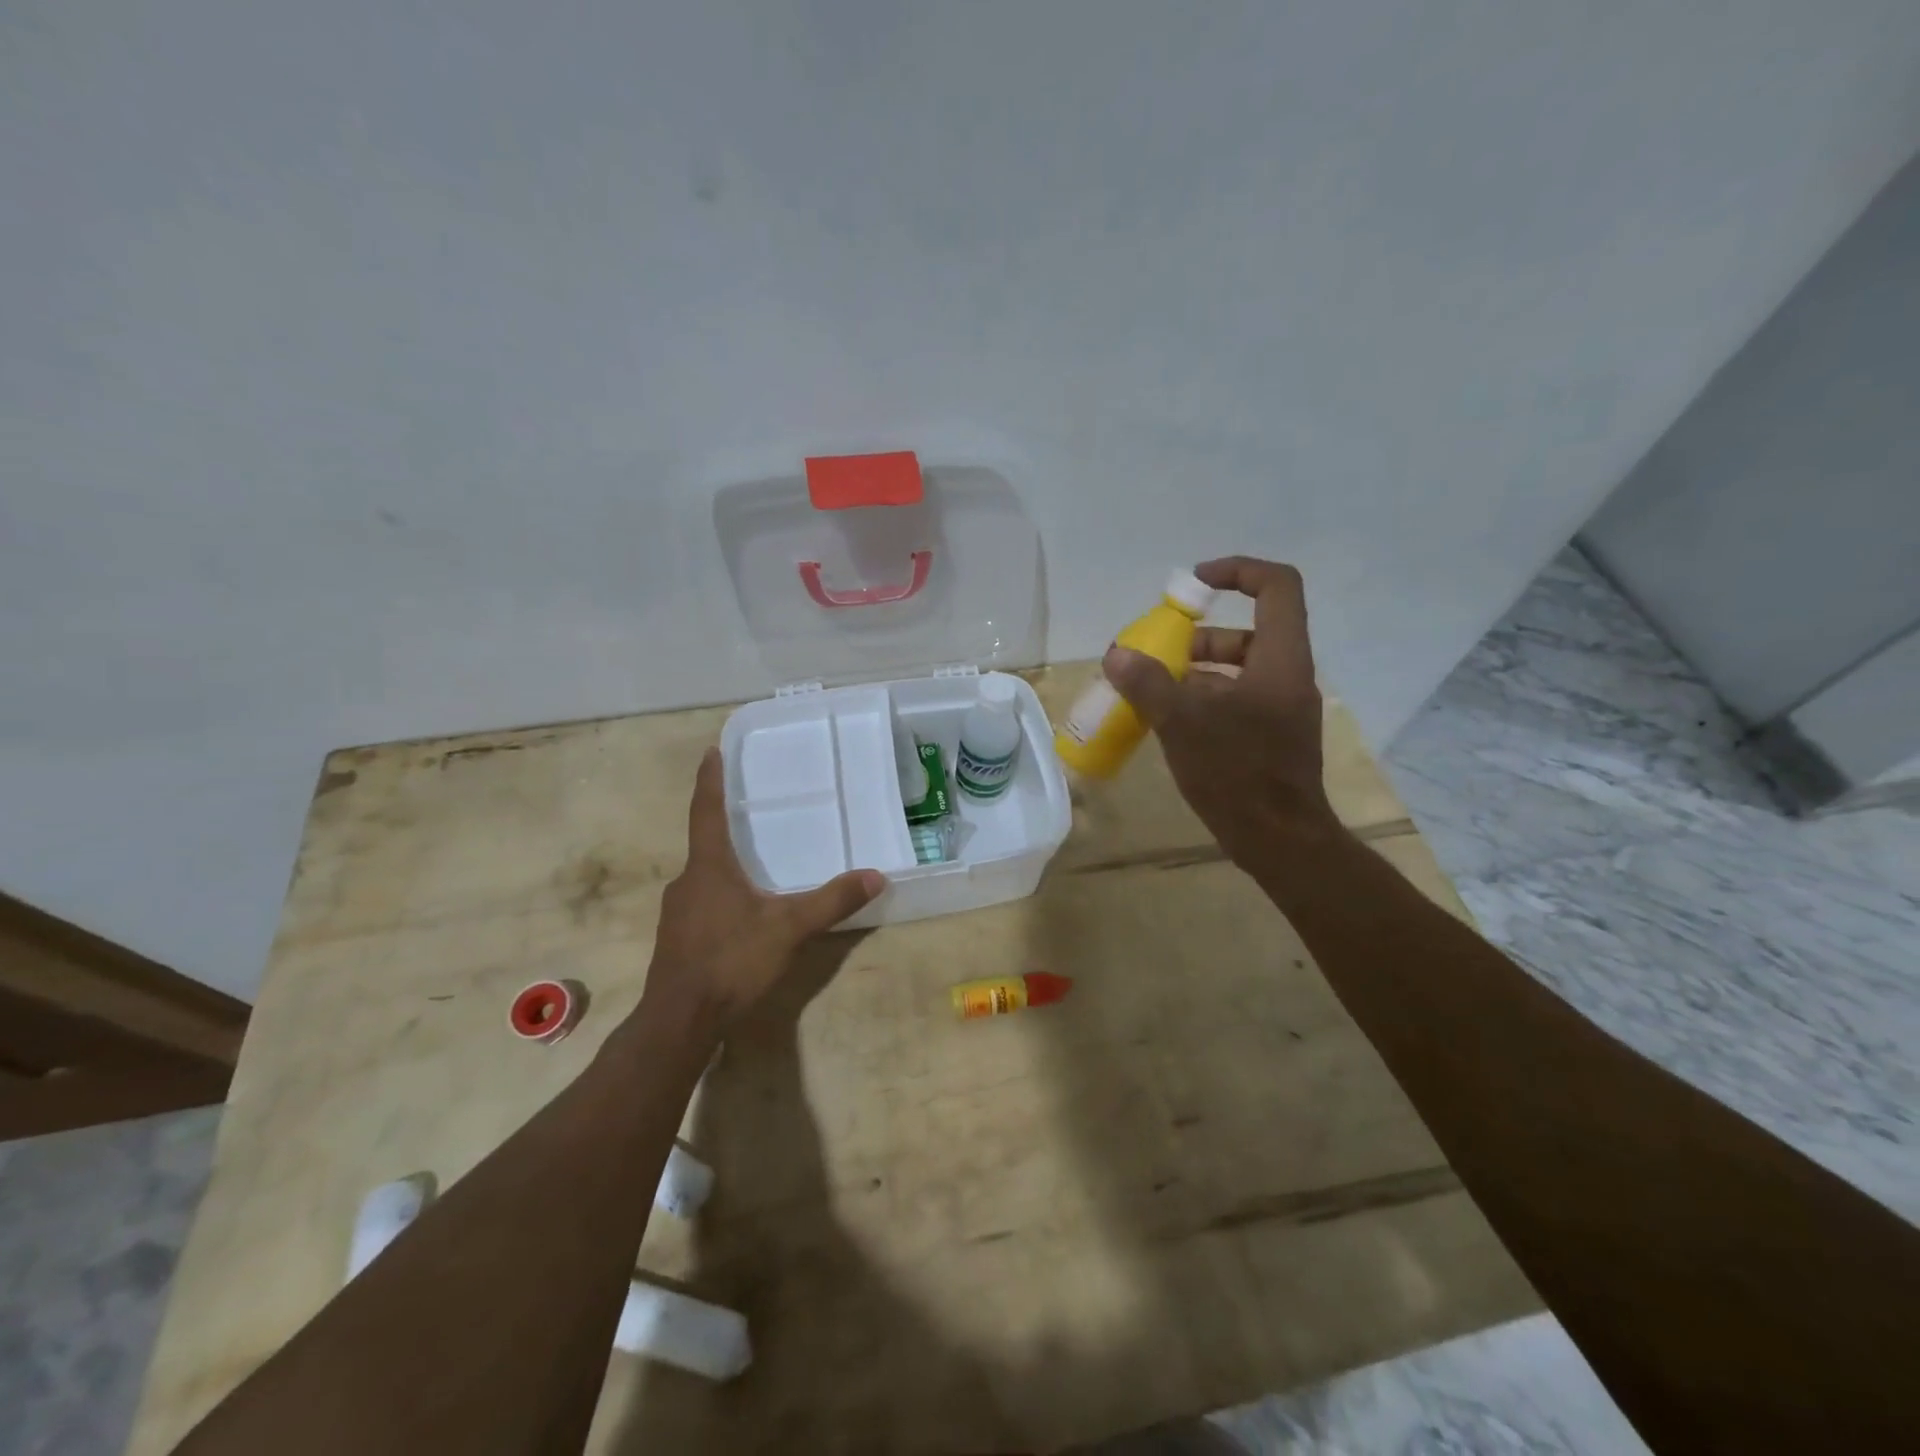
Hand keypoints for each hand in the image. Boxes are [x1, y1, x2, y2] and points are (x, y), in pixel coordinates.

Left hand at [639, 748, 884, 1038]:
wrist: (679, 1021)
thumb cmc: (730, 961)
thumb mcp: (788, 929)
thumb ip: (831, 901)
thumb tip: (875, 875)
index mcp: (708, 867)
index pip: (706, 811)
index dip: (709, 779)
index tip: (711, 750)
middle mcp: (687, 882)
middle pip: (705, 842)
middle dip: (725, 824)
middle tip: (749, 808)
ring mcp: (677, 912)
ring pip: (704, 876)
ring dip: (724, 863)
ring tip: (753, 860)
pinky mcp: (678, 938)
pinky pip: (702, 901)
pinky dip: (721, 893)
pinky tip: (742, 912)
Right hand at [1103, 556, 1339, 866]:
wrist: (1279, 839)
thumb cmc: (1237, 772)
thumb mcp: (1183, 722)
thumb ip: (1147, 683)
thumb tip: (1116, 655)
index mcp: (1280, 659)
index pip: (1276, 586)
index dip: (1237, 571)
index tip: (1193, 585)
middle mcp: (1287, 675)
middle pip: (1247, 631)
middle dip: (1197, 637)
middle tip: (1155, 654)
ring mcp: (1281, 708)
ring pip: (1237, 669)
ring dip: (1194, 672)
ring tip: (1151, 690)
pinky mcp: (1271, 735)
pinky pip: (1235, 700)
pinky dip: (1202, 699)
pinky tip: (1168, 721)